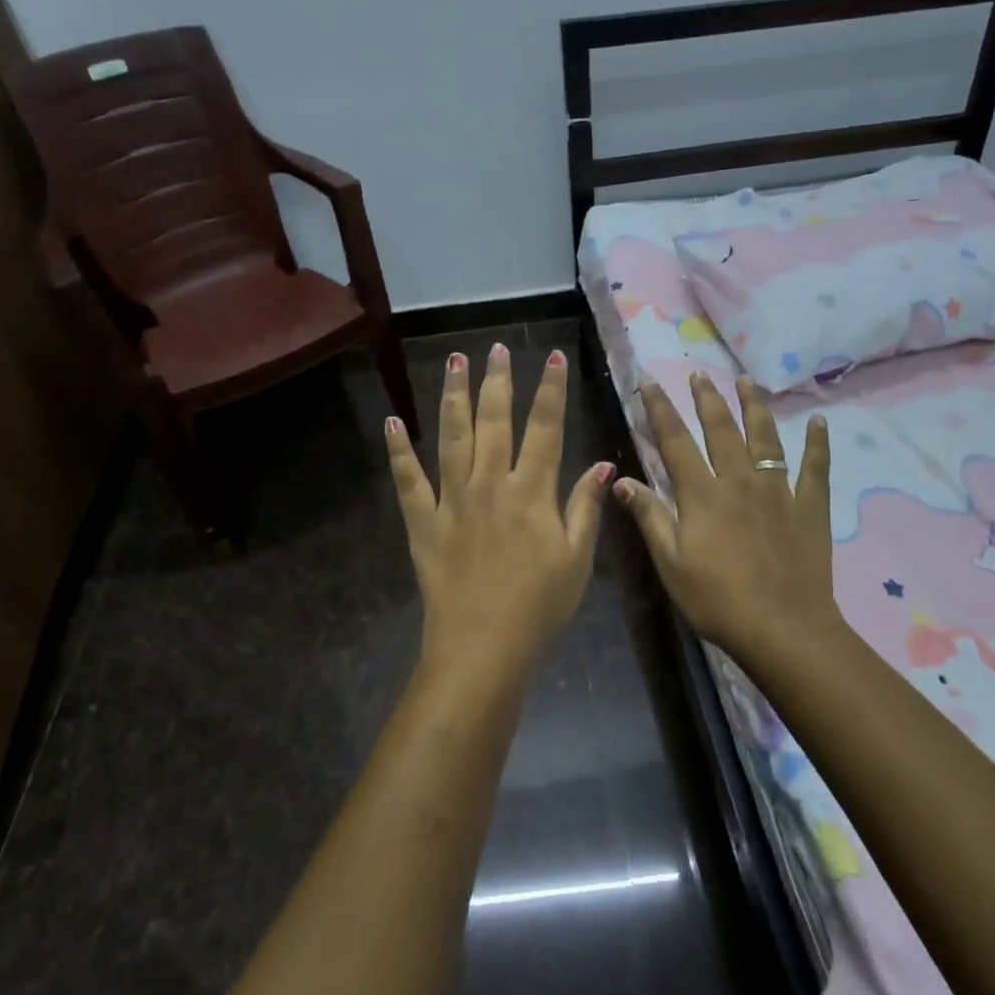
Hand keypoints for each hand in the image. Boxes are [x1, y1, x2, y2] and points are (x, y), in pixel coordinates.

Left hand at [385, 342, 612, 684]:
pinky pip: (408, 480)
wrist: (483, 646)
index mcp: (531, 490)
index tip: (554, 357)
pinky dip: (398, 451)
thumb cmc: (540, 606)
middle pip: (494, 420)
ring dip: (454, 396)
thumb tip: (602, 465)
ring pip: (451, 437)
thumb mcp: (577, 559)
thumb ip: (585, 507)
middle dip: (497, 381)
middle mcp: (490, 483)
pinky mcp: (423, 521)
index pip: (545, 427)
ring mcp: (452, 499)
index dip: (551, 390)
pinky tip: (392, 421)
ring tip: (455, 362)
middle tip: (495, 348)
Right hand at [618, 373, 841, 660]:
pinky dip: (817, 444)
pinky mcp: (809, 508)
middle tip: (698, 374)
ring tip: (747, 382)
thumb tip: (619, 479)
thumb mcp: (670, 563)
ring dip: (754, 406)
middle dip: (707, 399)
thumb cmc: (717, 600)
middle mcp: (739, 481)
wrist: (783, 628)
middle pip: (721, 429)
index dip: (660, 409)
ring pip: (765, 438)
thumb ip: (648, 516)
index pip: (675, 440)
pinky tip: (819, 422)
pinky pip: (815, 468)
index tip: (649, 381)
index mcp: (702, 494)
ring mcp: (778, 491)